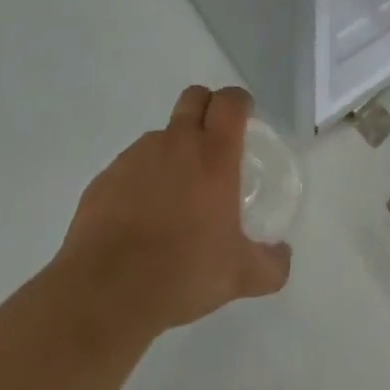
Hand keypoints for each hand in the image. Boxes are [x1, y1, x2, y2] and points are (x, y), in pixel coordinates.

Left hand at [53, 85, 290, 339]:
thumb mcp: (238, 275)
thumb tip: (284, 256)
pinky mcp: (105, 178)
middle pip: (194, 97)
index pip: (230, 101)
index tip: (244, 120)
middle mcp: (176, 142)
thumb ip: (270, 265)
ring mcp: (136, 156)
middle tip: (212, 144)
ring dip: (171, 151)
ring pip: (160, 135)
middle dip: (206, 108)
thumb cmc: (183, 271)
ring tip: (172, 196)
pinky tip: (138, 220)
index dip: (239, 103)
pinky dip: (139, 181)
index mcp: (214, 154)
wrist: (105, 292)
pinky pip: (129, 166)